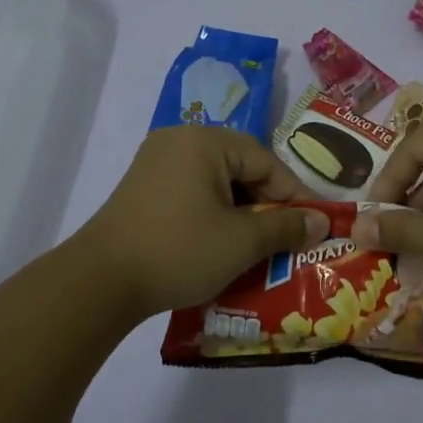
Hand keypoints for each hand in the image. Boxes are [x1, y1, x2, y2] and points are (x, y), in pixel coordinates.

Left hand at [74, 126, 329, 320]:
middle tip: (286, 237)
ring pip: (216, 182)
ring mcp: (156, 164)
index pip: (265, 161)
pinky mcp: (143, 189)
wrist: (100, 282)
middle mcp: (179, 141)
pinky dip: (213, 214)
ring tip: (258, 245)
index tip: (313, 226)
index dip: (293, 194)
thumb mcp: (241, 242)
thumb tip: (322, 222)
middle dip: (266, 204)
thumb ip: (286, 226)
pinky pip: (192, 192)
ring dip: (240, 212)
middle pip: (240, 167)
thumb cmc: (179, 251)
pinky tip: (221, 243)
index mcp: (205, 141)